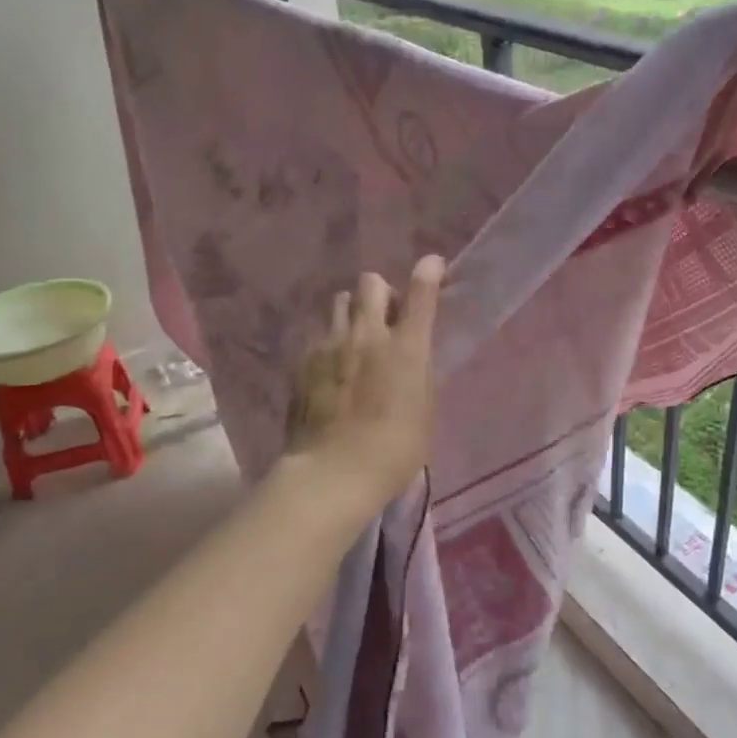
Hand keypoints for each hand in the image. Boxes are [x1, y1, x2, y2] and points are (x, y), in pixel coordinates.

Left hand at [285, 256, 443, 503]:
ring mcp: (331, 344)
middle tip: (386, 316)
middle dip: (381, 291)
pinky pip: (320, 334)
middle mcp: (368, 335)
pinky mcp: (304, 361)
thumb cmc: (395, 450)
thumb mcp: (424, 409)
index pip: (421, 293)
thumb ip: (418, 372)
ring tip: (355, 337)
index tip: (432, 266)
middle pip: (370, 283)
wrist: (334, 472)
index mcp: (406, 347)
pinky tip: (332, 368)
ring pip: (340, 301)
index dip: (428, 272)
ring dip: (353, 311)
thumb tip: (411, 356)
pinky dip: (331, 342)